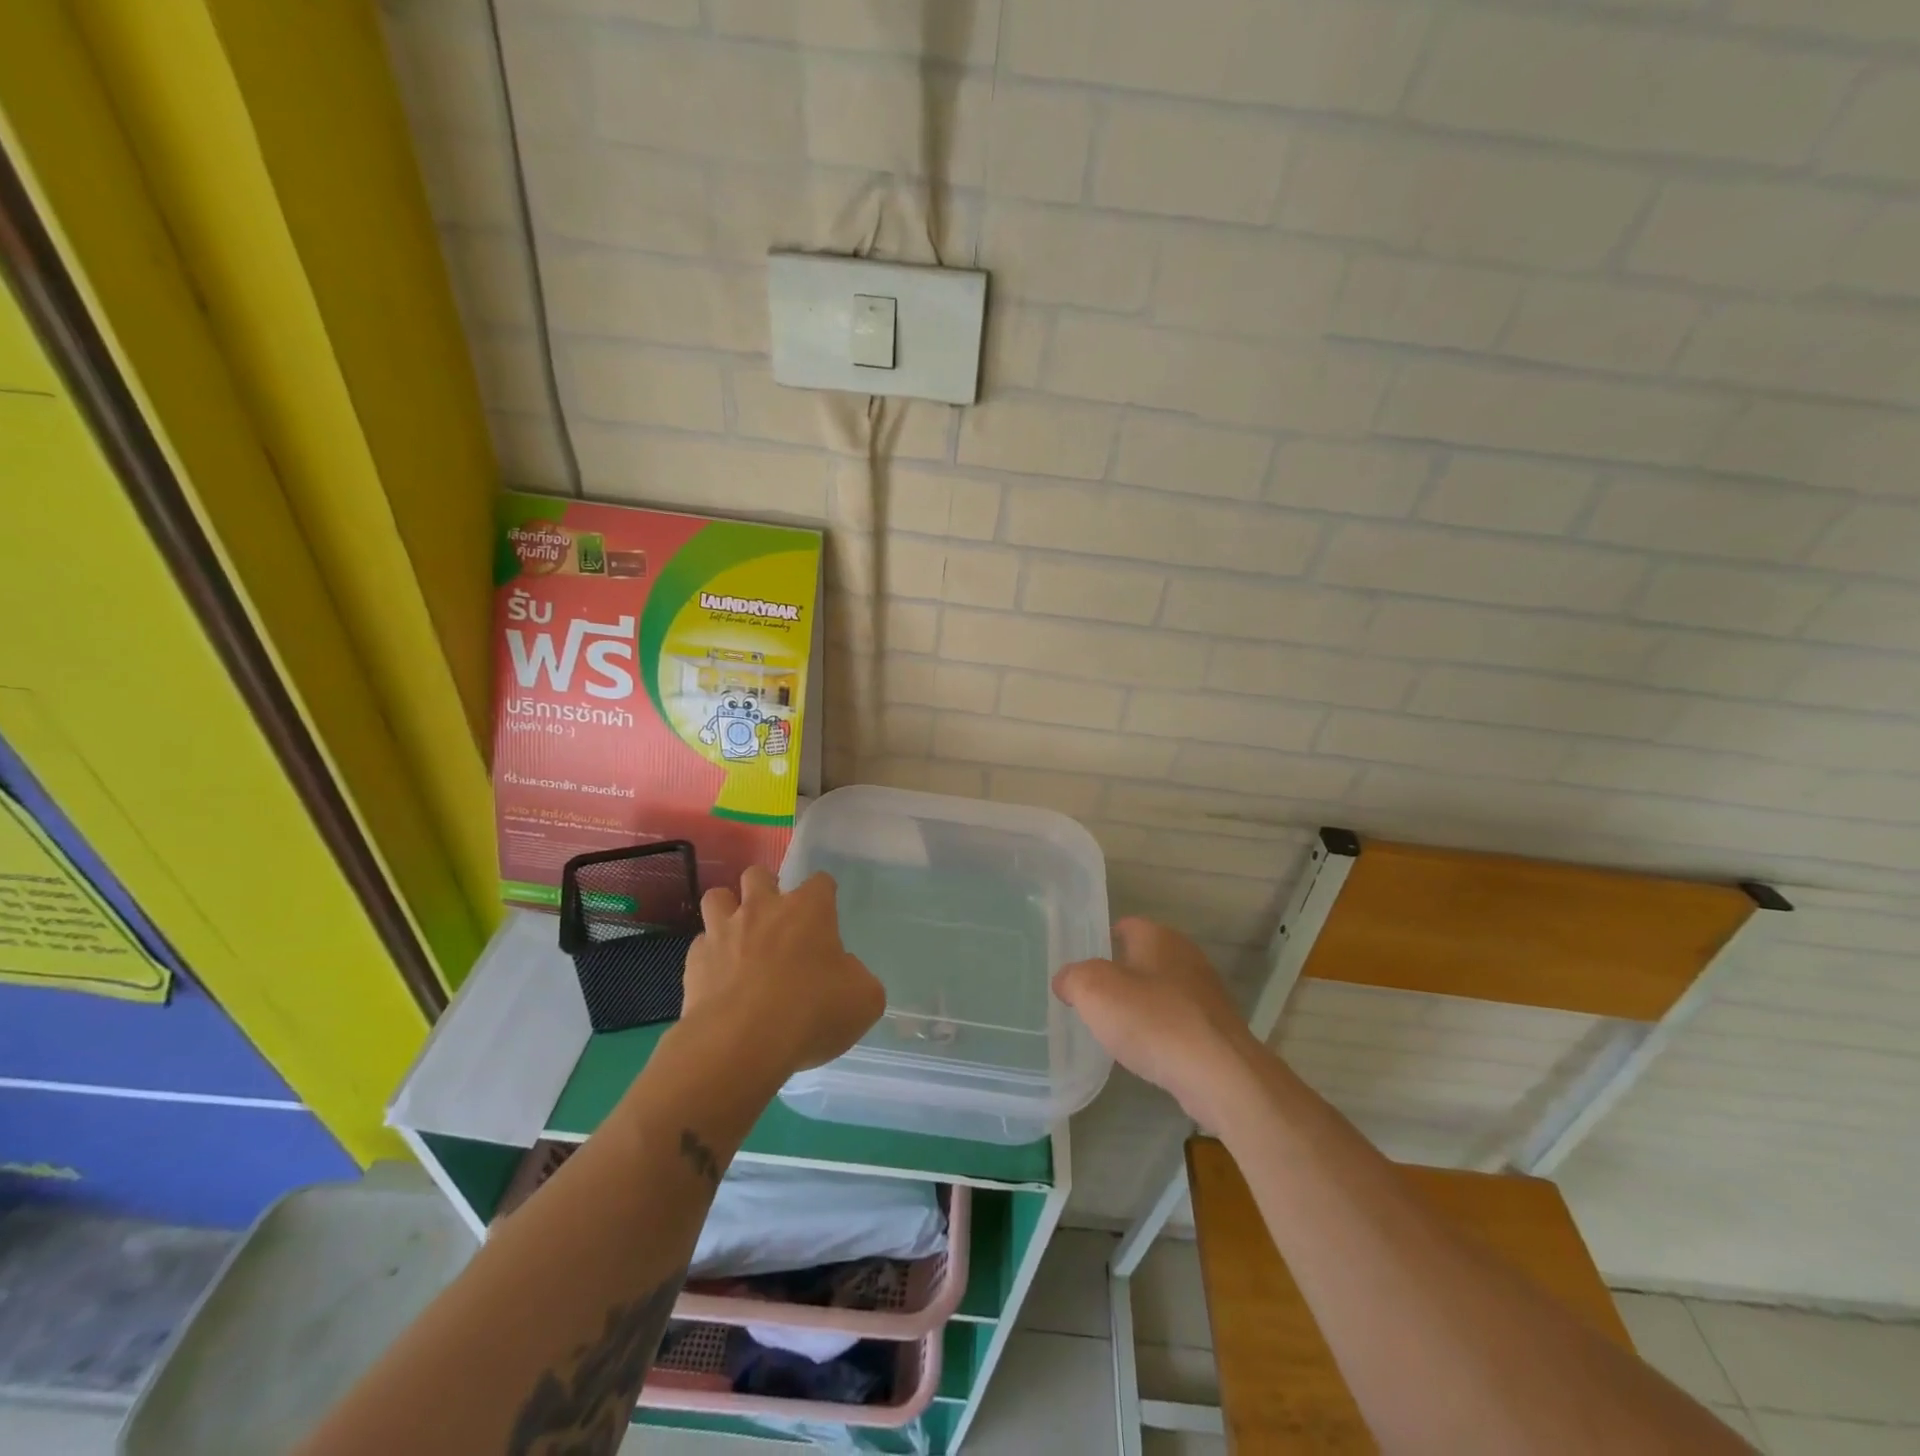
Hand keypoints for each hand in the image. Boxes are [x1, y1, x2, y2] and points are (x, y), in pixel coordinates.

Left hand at [682, 866, 884, 1074]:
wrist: (740, 1044)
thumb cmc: (811, 1012)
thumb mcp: (863, 1000)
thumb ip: (857, 977)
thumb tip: (843, 972)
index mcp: (808, 910)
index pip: (820, 881)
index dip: (824, 895)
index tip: (827, 914)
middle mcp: (763, 908)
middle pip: (759, 874)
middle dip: (767, 889)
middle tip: (777, 919)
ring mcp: (723, 931)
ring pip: (718, 897)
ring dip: (728, 910)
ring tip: (739, 935)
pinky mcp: (694, 960)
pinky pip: (701, 944)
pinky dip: (710, 954)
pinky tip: (719, 977)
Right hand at [1053, 918, 1262, 1124]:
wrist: (1219, 1074)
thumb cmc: (1152, 1020)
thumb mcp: (1093, 991)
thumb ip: (1072, 978)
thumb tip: (1066, 981)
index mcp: (1159, 936)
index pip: (1125, 926)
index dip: (1101, 942)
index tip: (1082, 968)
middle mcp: (1186, 956)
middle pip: (1144, 958)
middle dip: (1121, 976)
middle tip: (1093, 999)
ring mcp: (1206, 994)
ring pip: (1162, 991)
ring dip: (1143, 1006)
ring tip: (1117, 1029)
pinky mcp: (1217, 1029)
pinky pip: (1179, 1022)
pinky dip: (1162, 1032)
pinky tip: (1148, 1052)